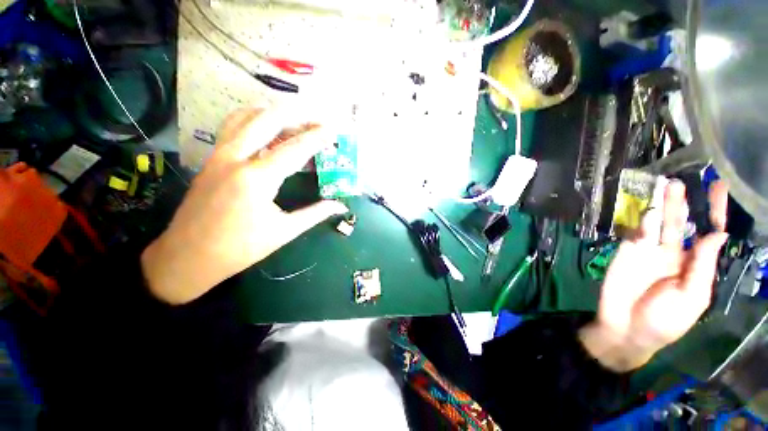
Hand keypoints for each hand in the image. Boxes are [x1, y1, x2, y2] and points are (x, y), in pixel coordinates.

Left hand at [141, 108, 347, 303]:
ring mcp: (219, 155)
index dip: (317, 138)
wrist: (188, 257)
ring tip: (295, 119)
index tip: (333, 130)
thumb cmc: (240, 248)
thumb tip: (340, 205)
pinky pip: (232, 127)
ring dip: (273, 113)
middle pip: (267, 119)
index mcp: (257, 179)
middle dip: (296, 115)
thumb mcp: (284, 231)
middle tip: (317, 119)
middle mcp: (235, 158)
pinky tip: (266, 128)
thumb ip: (315, 213)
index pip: (294, 149)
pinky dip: (252, 119)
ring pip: (245, 117)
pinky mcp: (211, 159)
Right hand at [580, 181, 728, 371]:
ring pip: (657, 224)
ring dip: (662, 205)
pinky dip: (643, 222)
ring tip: (668, 185)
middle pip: (680, 223)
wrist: (625, 328)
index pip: (707, 233)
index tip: (719, 189)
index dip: (714, 212)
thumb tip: (718, 235)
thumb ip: (702, 267)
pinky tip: (649, 212)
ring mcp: (648, 251)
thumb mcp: (691, 298)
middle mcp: (672, 252)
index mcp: (693, 264)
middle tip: (686, 180)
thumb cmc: (665, 320)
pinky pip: (636, 234)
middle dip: (684, 203)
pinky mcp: (626, 252)